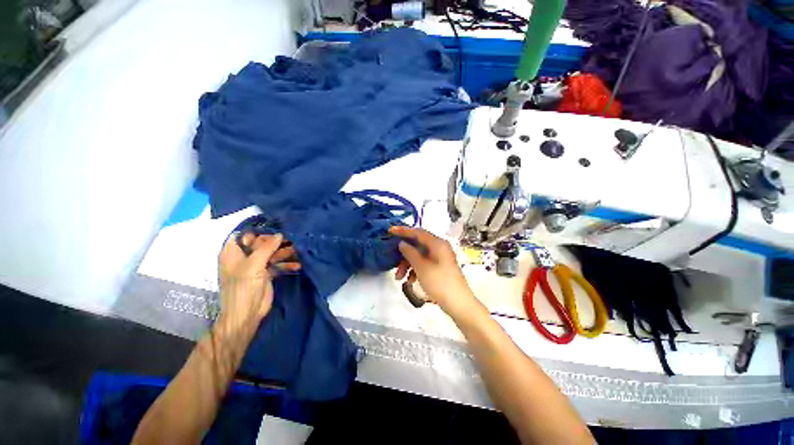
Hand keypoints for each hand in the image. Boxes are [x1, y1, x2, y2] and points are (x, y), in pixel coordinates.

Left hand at [217, 233, 299, 342]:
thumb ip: (267, 247)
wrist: (246, 314)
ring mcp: (255, 266)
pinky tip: (298, 265)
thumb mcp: (253, 264)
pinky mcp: (266, 274)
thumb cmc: (243, 287)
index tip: (277, 231)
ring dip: (285, 253)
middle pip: (262, 244)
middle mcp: (244, 257)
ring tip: (299, 251)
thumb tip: (280, 234)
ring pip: (272, 253)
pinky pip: (277, 264)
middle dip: (277, 242)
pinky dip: (286, 264)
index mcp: (233, 252)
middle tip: (293, 240)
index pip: (246, 235)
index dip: (260, 232)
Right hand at [389, 226, 476, 313]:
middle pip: (417, 246)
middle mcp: (439, 248)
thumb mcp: (421, 267)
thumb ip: (410, 252)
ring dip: (408, 265)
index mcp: (437, 243)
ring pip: (419, 256)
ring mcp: (440, 258)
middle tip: (394, 265)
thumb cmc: (439, 282)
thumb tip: (402, 243)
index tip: (390, 230)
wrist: (459, 304)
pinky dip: (415, 270)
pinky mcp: (440, 268)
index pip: (418, 232)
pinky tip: (410, 282)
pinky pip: (424, 264)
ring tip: (399, 279)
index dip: (403, 230)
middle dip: (404, 255)